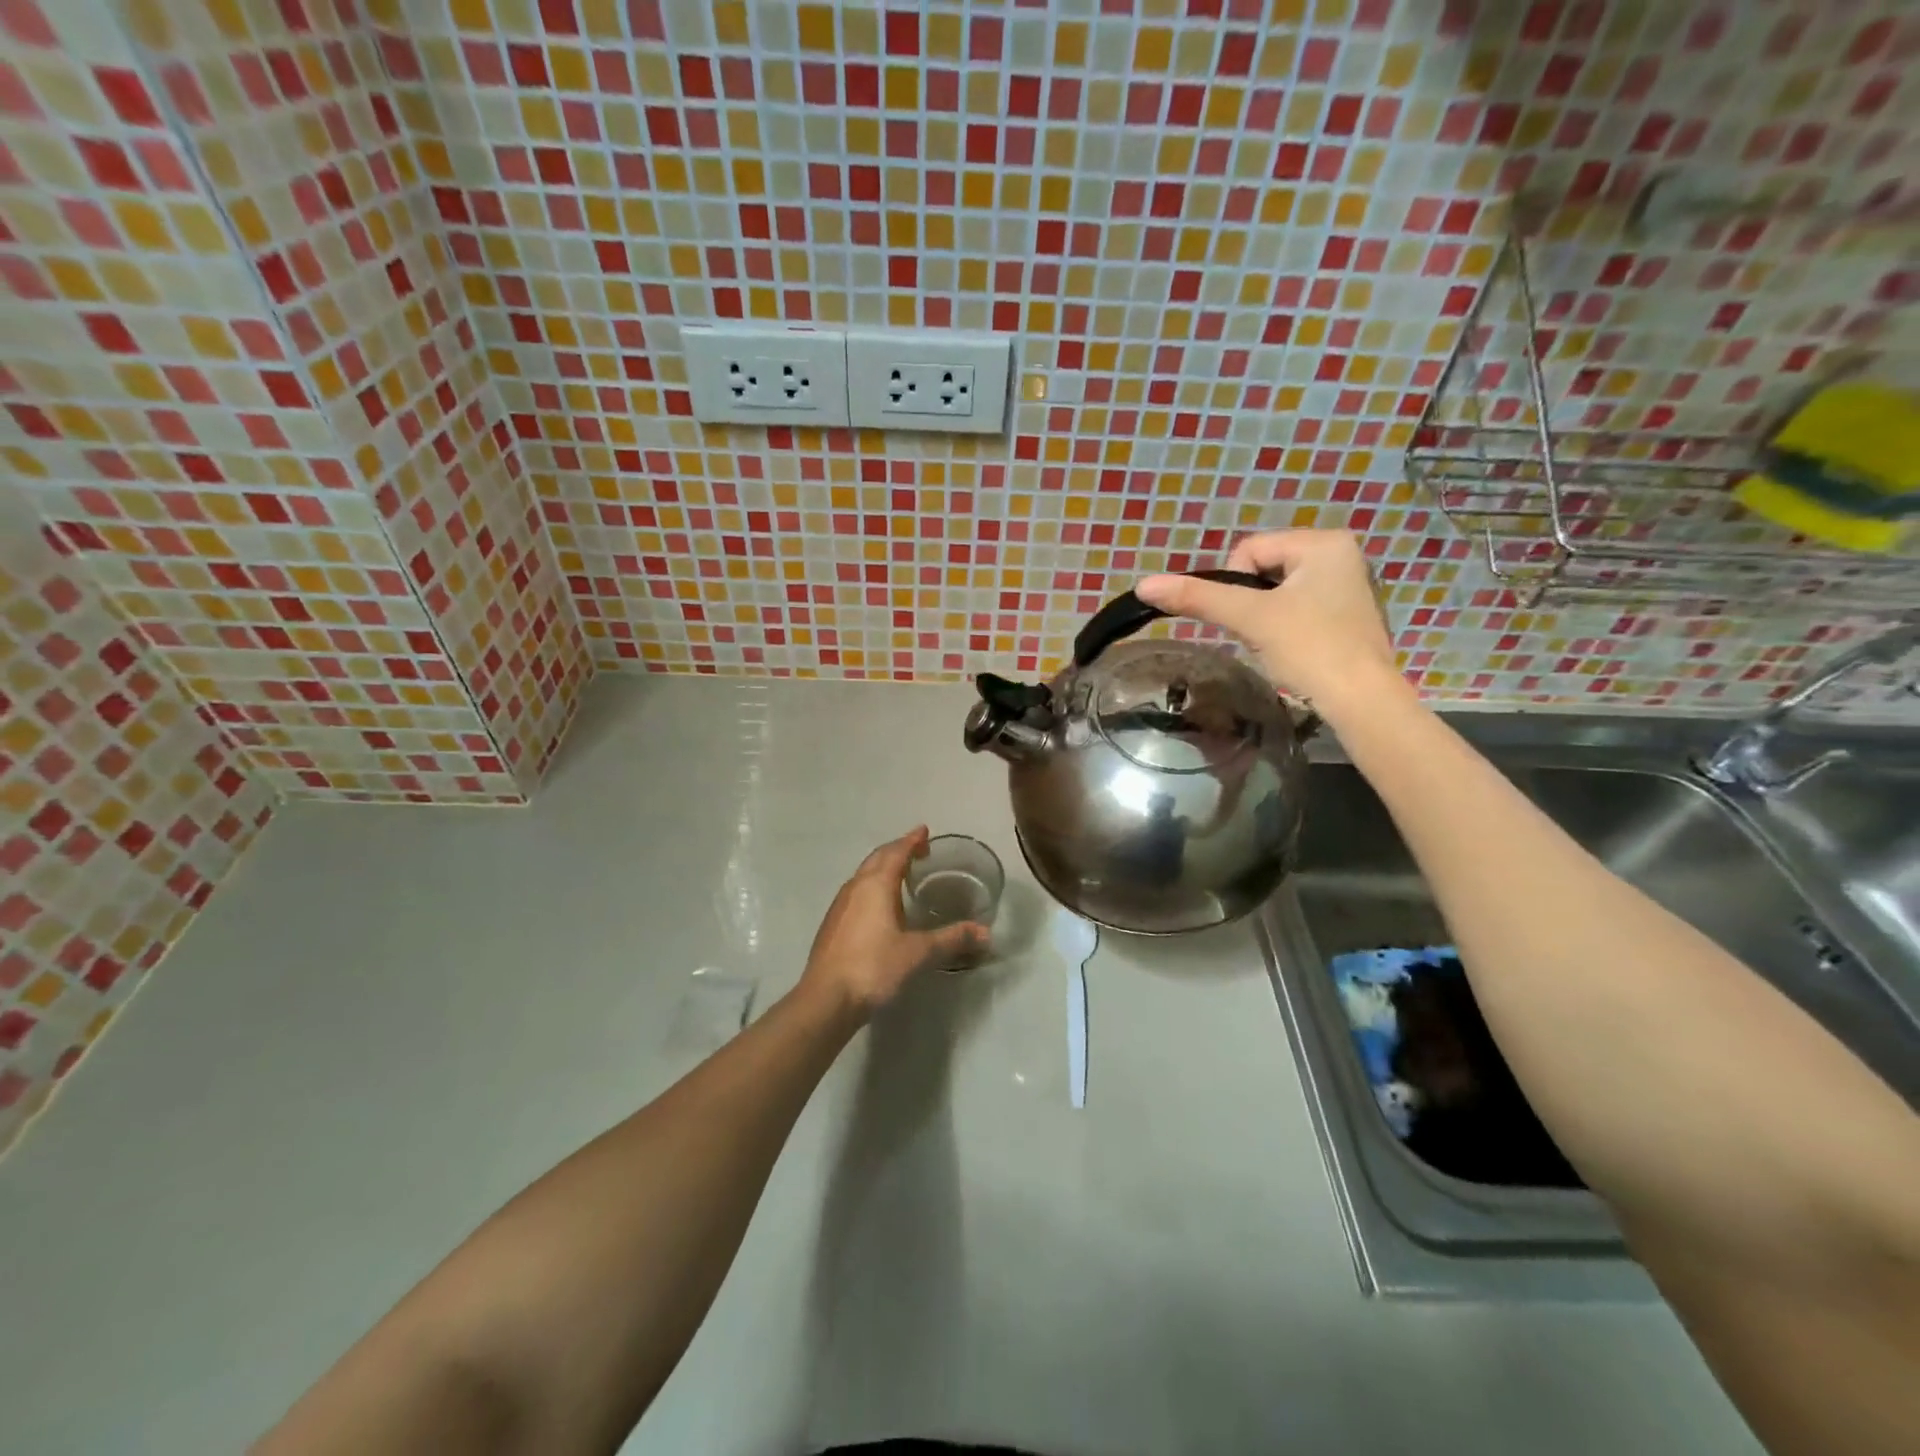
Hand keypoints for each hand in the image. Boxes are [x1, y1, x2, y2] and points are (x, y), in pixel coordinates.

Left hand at [799, 827, 987, 1017]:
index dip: (911, 840)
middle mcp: (855, 887)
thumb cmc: (874, 967)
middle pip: (877, 859)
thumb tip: (985, 933)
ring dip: (882, 868)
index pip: (896, 852)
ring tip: (901, 874)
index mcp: (876, 885)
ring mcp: (840, 906)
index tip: (924, 831)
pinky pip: (856, 892)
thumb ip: (951, 939)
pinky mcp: (833, 924)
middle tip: (918, 850)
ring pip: (864, 875)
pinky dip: (872, 887)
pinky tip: (880, 906)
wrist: (826, 999)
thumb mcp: (918, 953)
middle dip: (897, 850)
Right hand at [1135, 530, 1402, 717]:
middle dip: (1252, 602)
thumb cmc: (1310, 649)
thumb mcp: (1250, 618)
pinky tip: (1295, 649)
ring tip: (1280, 643)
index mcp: (1324, 541)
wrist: (1360, 701)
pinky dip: (1285, 627)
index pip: (1248, 550)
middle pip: (1262, 569)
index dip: (1235, 585)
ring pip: (1276, 591)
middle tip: (1264, 633)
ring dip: (1265, 616)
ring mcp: (1347, 585)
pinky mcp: (1346, 614)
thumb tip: (1143, 585)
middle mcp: (1341, 553)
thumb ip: (1197, 597)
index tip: (1251, 618)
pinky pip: (1296, 608)